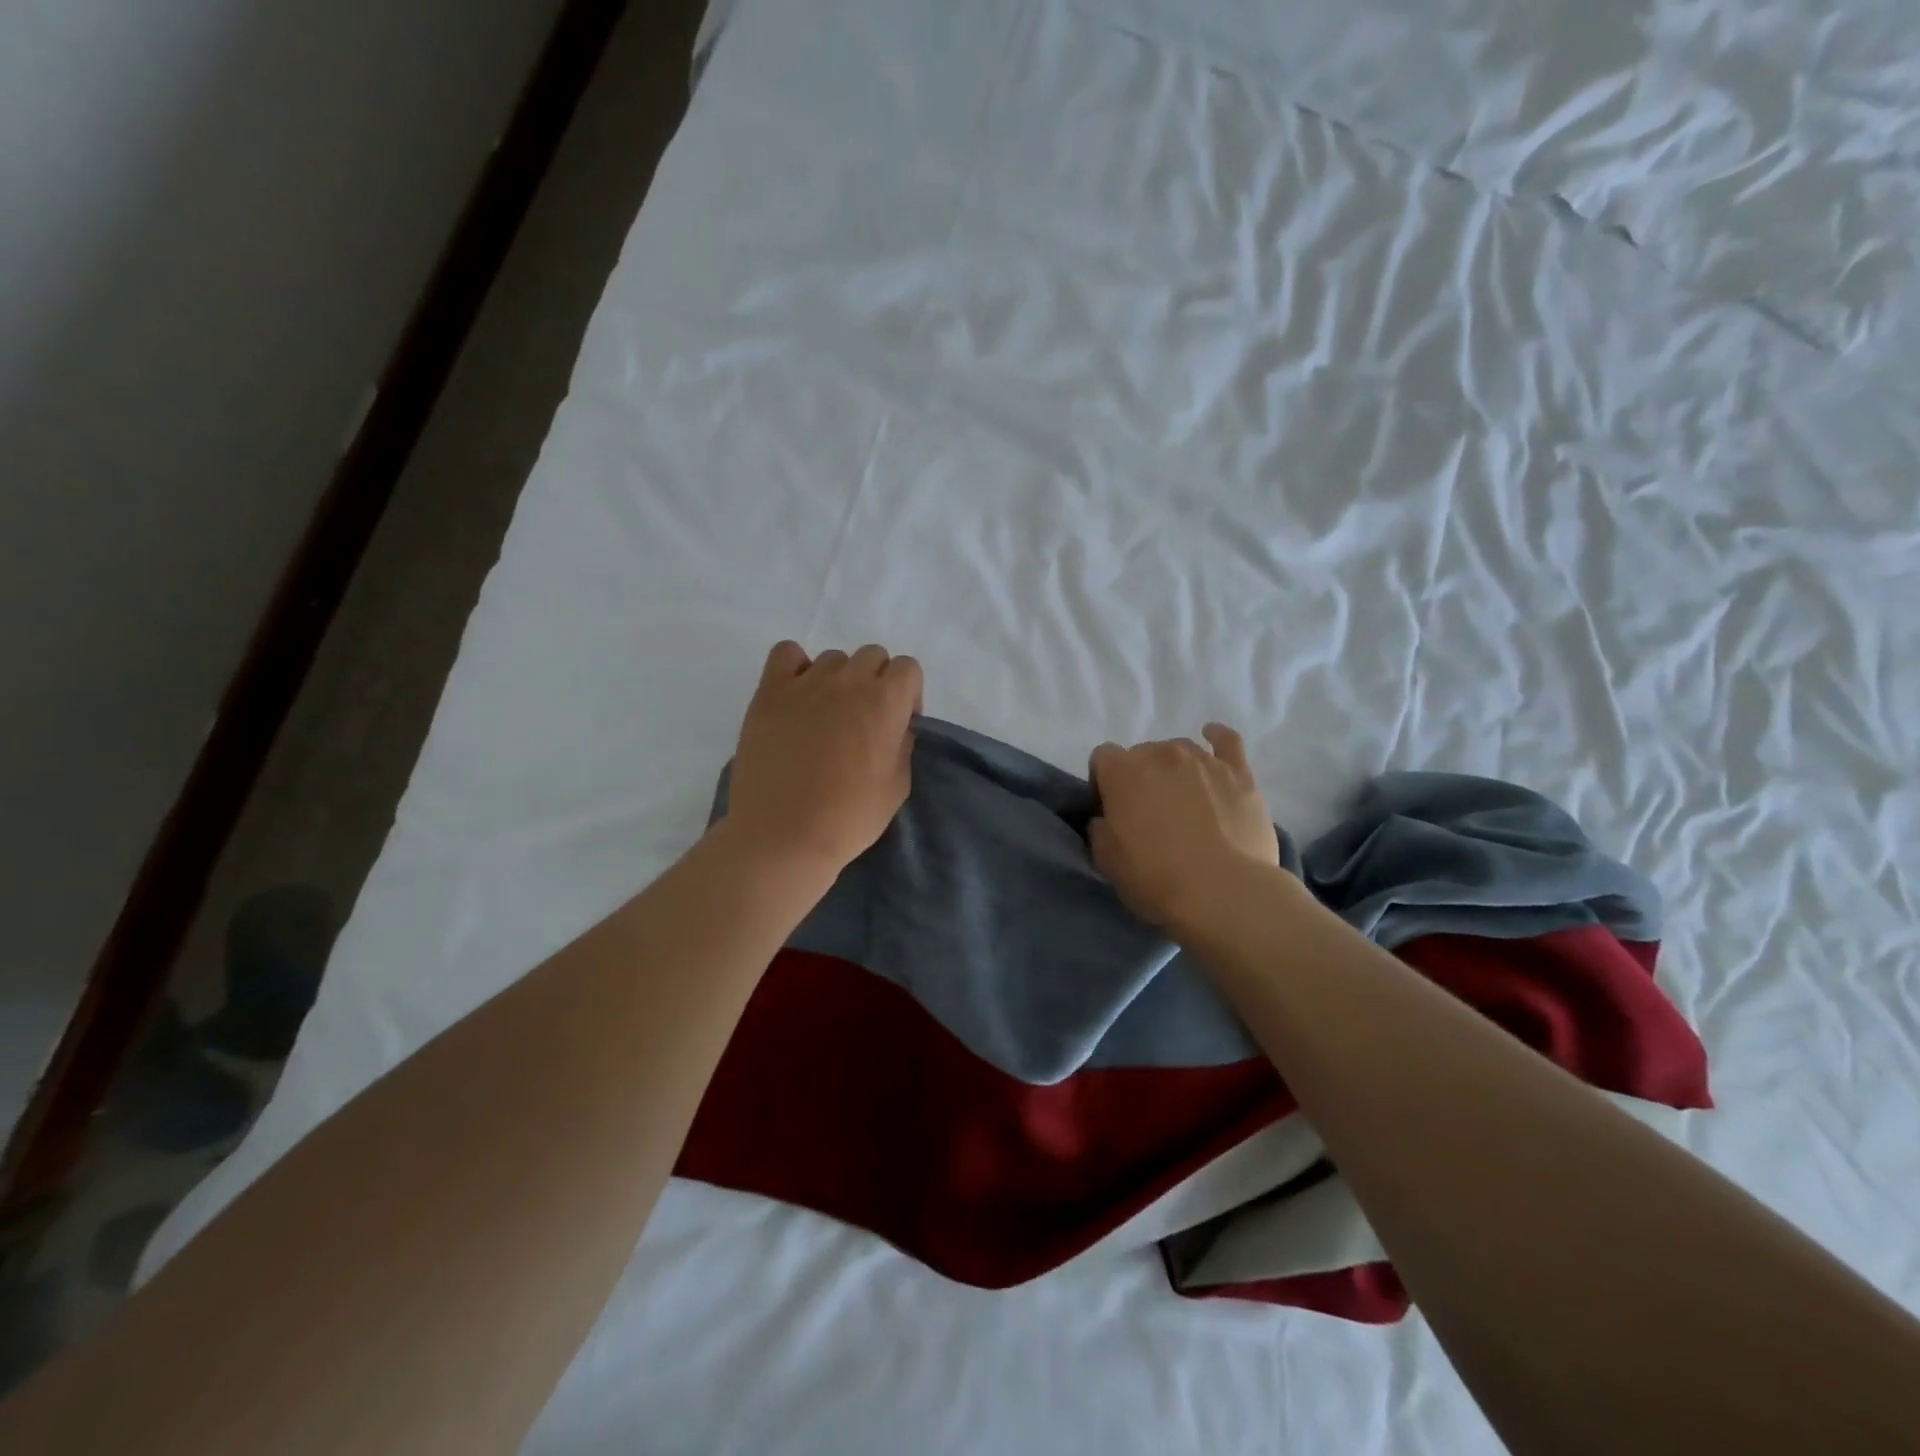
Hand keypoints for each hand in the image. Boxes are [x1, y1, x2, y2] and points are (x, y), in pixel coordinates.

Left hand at [722, 641, 922, 877]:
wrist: (782, 835)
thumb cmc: (848, 818)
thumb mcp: (898, 786)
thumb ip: (902, 744)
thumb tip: (895, 726)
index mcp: (885, 702)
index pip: (907, 668)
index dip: (906, 695)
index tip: (896, 724)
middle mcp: (848, 682)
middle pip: (872, 656)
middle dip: (875, 682)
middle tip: (862, 720)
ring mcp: (805, 683)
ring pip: (832, 659)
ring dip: (837, 680)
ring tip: (824, 716)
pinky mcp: (769, 692)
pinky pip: (786, 653)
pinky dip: (795, 667)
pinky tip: (796, 697)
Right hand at [1088, 724, 1281, 938]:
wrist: (1222, 892)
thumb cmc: (1156, 877)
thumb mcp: (1107, 860)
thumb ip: (1100, 830)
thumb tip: (1107, 819)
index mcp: (1122, 772)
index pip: (1103, 758)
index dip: (1103, 782)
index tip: (1111, 809)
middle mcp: (1161, 754)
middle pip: (1142, 753)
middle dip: (1141, 777)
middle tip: (1150, 813)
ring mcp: (1203, 760)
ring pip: (1180, 750)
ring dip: (1175, 768)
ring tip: (1184, 799)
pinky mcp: (1239, 773)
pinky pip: (1227, 742)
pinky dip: (1217, 738)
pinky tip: (1213, 739)